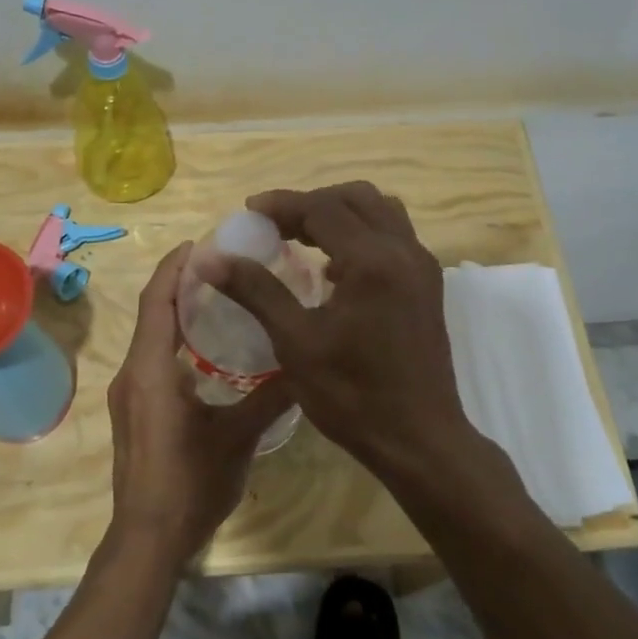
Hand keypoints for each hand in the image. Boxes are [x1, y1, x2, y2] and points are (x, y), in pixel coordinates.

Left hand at [107, 242, 290, 562]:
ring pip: (150, 336)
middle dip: (179, 283)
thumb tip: (305, 365)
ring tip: (218, 295)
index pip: (157, 302)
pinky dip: (174, 339)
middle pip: (152, 312)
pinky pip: (151, 358)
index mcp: (150, 370)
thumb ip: (271, 397)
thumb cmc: (190, 484)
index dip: (175, 267)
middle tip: (221, 264)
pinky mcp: (134, 411)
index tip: (201, 243)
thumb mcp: (237, 437)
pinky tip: (206, 347)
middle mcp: (132, 373)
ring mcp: (129, 394)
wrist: (147, 539)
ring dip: (176, 311)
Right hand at [211, 181, 477, 478]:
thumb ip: (255, 290)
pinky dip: (362, 234)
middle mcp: (403, 251)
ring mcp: (422, 266)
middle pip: (356, 198)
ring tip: (303, 238)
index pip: (322, 208)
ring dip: (340, 214)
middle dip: (312, 203)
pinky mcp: (428, 284)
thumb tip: (210, 258)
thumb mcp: (295, 342)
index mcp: (372, 261)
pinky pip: (393, 236)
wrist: (419, 440)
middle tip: (275, 224)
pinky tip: (335, 270)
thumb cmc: (352, 395)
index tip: (249, 212)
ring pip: (380, 212)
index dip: (282, 204)